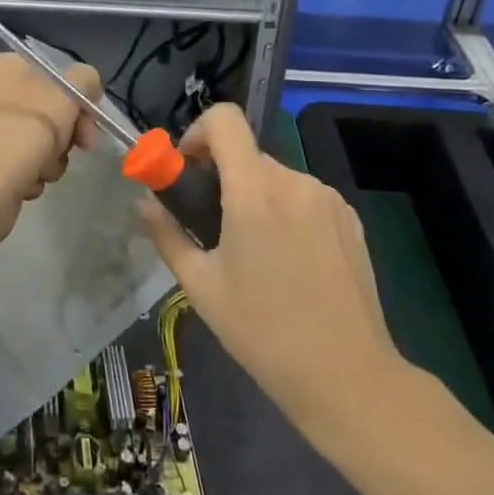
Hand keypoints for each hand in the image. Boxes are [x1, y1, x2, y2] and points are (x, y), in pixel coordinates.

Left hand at [0, 53, 100, 309]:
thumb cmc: (19, 136)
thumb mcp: (62, 96)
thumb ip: (85, 79)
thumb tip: (88, 85)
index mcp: (6, 67)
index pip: (58, 72)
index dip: (80, 98)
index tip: (92, 123)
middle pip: (54, 107)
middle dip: (68, 133)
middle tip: (80, 147)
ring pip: (46, 139)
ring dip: (53, 158)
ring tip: (40, 168)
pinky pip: (29, 162)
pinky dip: (34, 174)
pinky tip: (26, 182)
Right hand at [138, 105, 407, 447]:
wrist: (347, 375)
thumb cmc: (262, 331)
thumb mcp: (201, 286)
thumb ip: (167, 235)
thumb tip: (143, 205)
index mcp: (254, 190)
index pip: (224, 119)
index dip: (197, 132)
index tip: (187, 169)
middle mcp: (294, 181)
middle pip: (247, 154)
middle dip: (222, 177)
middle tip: (210, 226)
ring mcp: (327, 198)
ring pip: (276, 178)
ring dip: (255, 197)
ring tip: (252, 252)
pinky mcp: (350, 218)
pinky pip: (304, 197)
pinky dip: (285, 212)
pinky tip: (288, 262)